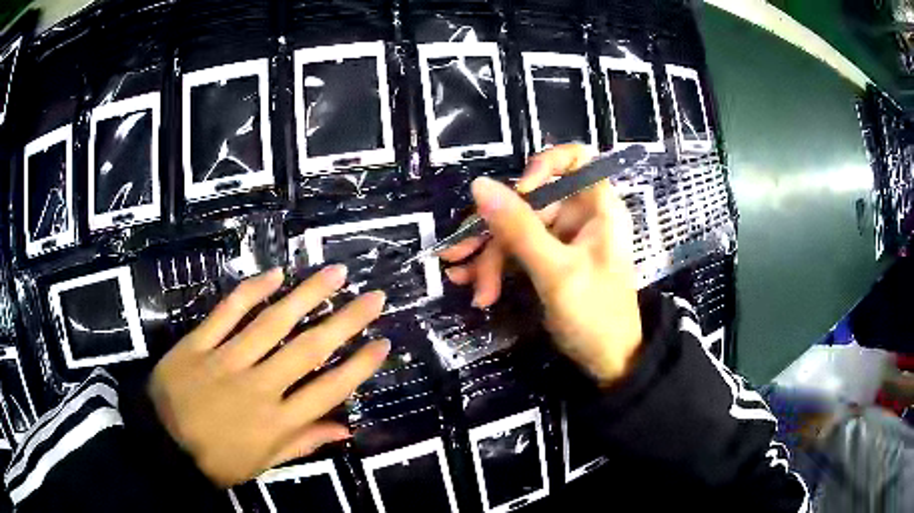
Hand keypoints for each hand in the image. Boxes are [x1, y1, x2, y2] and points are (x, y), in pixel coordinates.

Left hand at [147, 266, 389, 486]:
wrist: (161, 445)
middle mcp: (259, 387)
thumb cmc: (216, 460)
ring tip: (334, 273)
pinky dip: (251, 291)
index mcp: (277, 422)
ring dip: (306, 294)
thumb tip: (345, 430)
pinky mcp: (199, 343)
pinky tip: (274, 274)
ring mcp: (226, 360)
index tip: (382, 343)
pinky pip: (227, 312)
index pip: (329, 390)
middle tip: (373, 296)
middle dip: (346, 320)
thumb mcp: (263, 464)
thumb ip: (302, 443)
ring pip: (272, 322)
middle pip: (308, 348)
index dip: (360, 366)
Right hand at [440, 144, 641, 384]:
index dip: (543, 166)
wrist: (608, 362)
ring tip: (465, 284)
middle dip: (494, 232)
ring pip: (515, 230)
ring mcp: (562, 239)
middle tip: (460, 257)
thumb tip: (479, 185)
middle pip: (530, 202)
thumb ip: (519, 228)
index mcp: (597, 207)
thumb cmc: (596, 315)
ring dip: (488, 257)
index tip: (518, 193)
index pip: (574, 159)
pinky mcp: (548, 260)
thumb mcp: (556, 272)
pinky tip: (477, 290)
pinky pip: (516, 252)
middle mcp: (579, 215)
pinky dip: (495, 269)